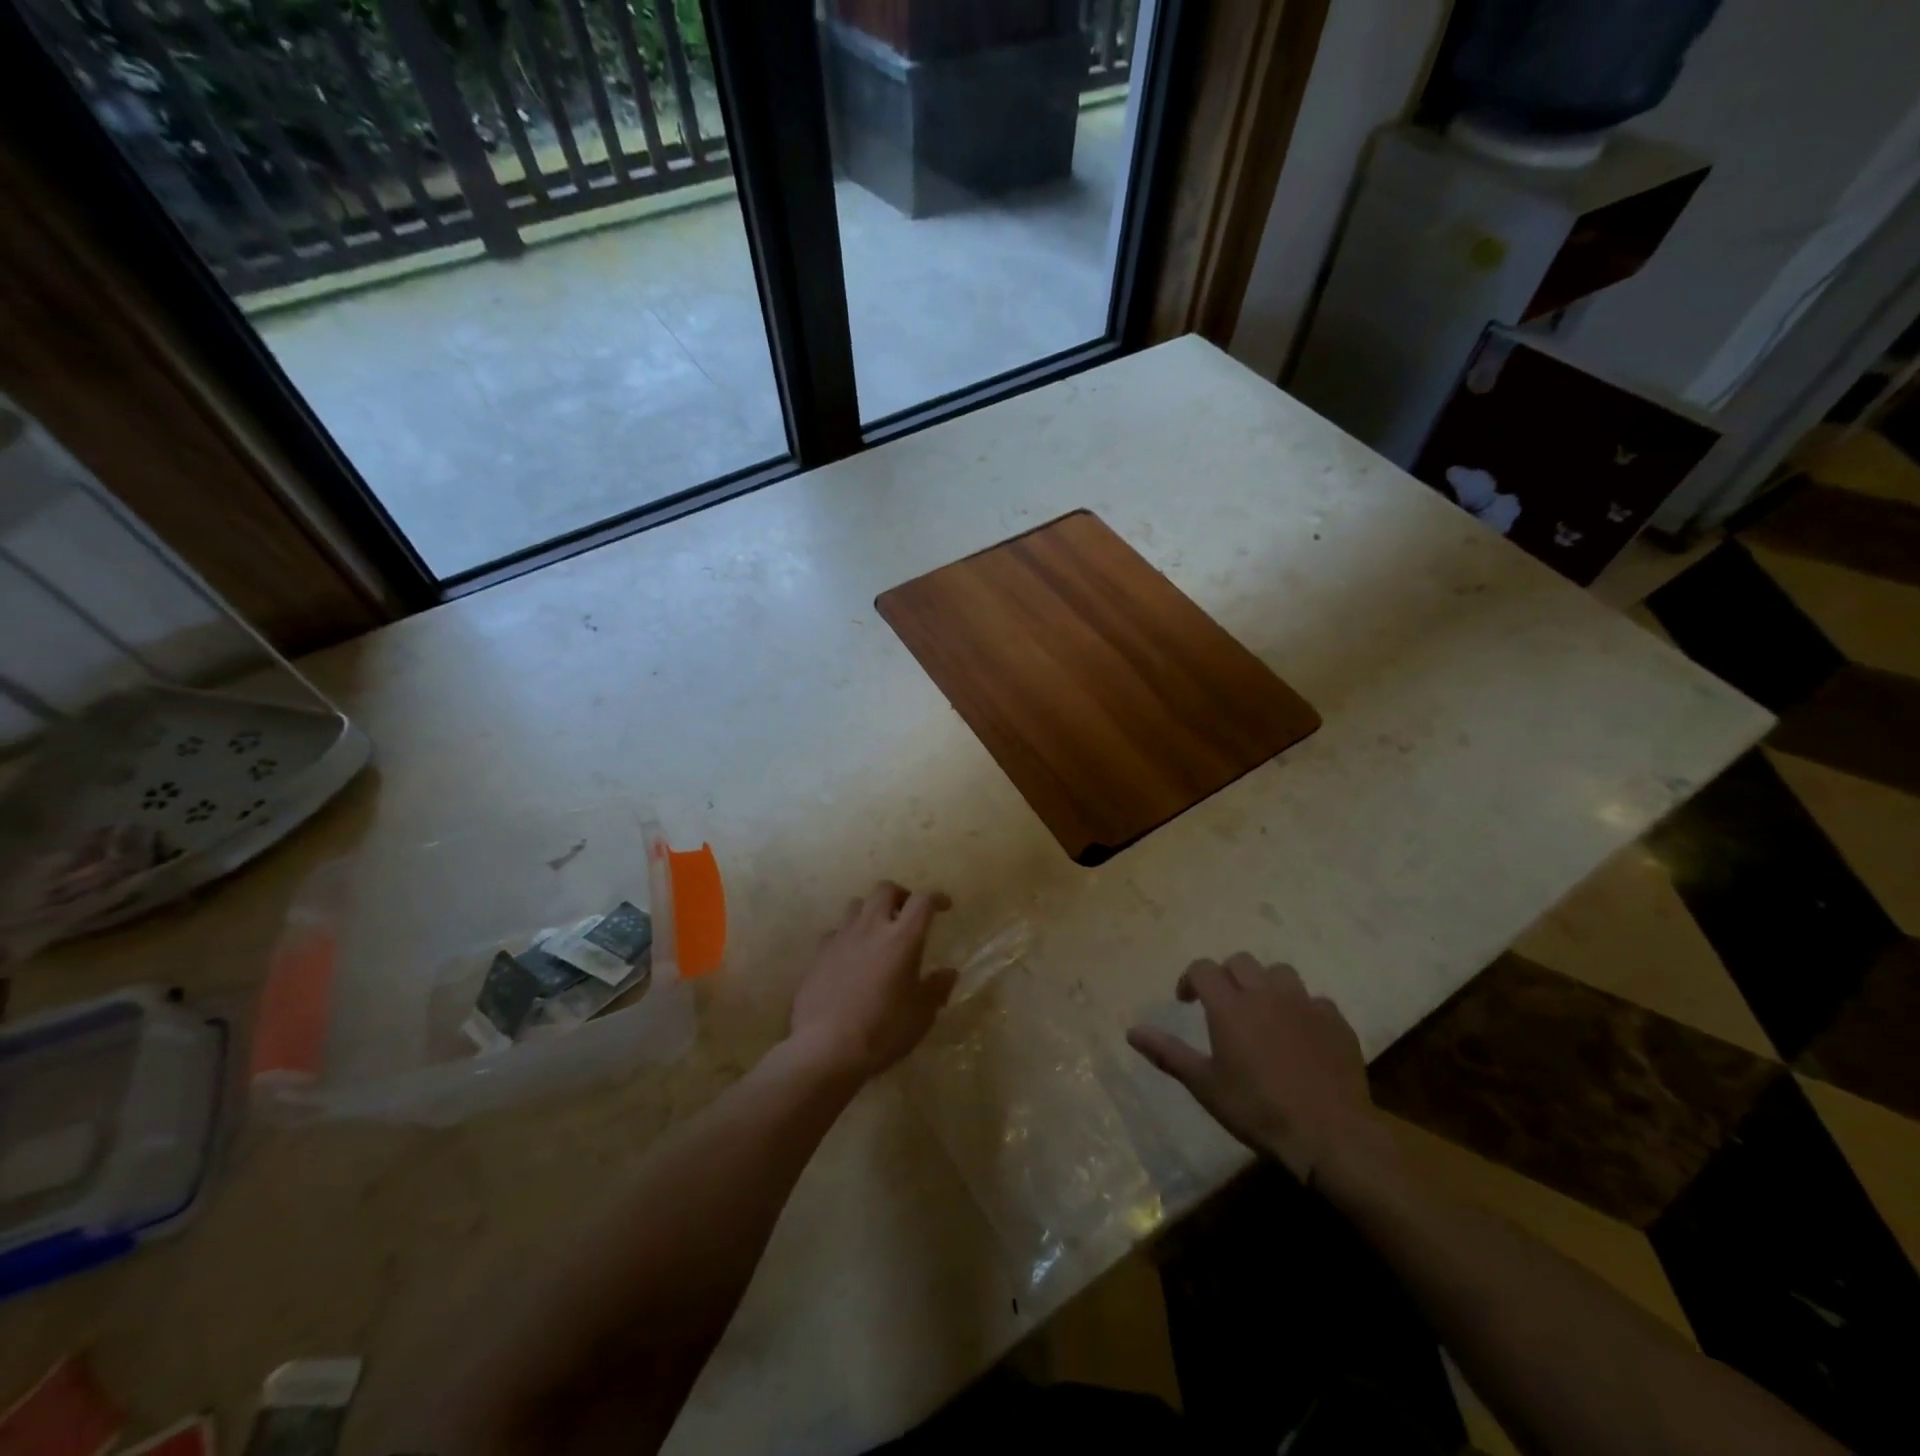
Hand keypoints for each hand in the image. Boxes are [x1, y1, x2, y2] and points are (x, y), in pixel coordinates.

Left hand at [788, 881, 957, 1081]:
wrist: (825, 1048)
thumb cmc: (882, 1031)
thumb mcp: (921, 1015)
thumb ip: (936, 989)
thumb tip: (949, 972)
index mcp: (902, 938)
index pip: (922, 901)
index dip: (936, 897)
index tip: (945, 906)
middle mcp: (871, 928)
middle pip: (885, 889)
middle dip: (900, 894)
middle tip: (908, 912)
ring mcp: (841, 938)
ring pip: (857, 904)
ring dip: (871, 910)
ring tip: (878, 930)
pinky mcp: (819, 954)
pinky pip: (836, 931)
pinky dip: (848, 935)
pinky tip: (851, 954)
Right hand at [1126, 954, 1388, 1186]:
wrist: (1331, 1133)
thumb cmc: (1258, 1109)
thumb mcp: (1205, 1086)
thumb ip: (1168, 1053)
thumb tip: (1131, 1031)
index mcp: (1230, 1005)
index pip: (1203, 968)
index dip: (1190, 979)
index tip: (1186, 1001)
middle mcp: (1266, 994)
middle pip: (1240, 962)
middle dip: (1226, 976)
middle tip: (1223, 1005)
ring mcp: (1304, 1004)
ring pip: (1280, 973)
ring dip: (1265, 985)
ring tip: (1263, 1012)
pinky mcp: (1336, 1022)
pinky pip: (1315, 1001)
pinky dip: (1302, 1010)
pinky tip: (1301, 1036)